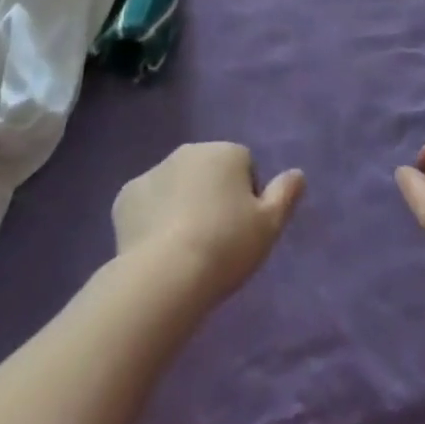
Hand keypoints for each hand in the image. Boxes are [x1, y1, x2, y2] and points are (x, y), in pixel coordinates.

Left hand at [112, 143, 305, 307]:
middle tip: (213, 240)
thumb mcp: (268, 226)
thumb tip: (298, 173)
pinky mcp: (127, 195)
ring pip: (175, 185)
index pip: (244, 166)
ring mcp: (155, 170)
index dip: (246, 199)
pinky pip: (146, 203)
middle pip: (208, 171)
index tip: (241, 231)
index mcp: (225, 152)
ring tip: (184, 249)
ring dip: (181, 205)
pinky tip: (156, 249)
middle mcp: (189, 151)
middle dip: (211, 196)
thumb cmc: (225, 246)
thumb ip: (285, 195)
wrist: (166, 273)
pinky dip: (151, 219)